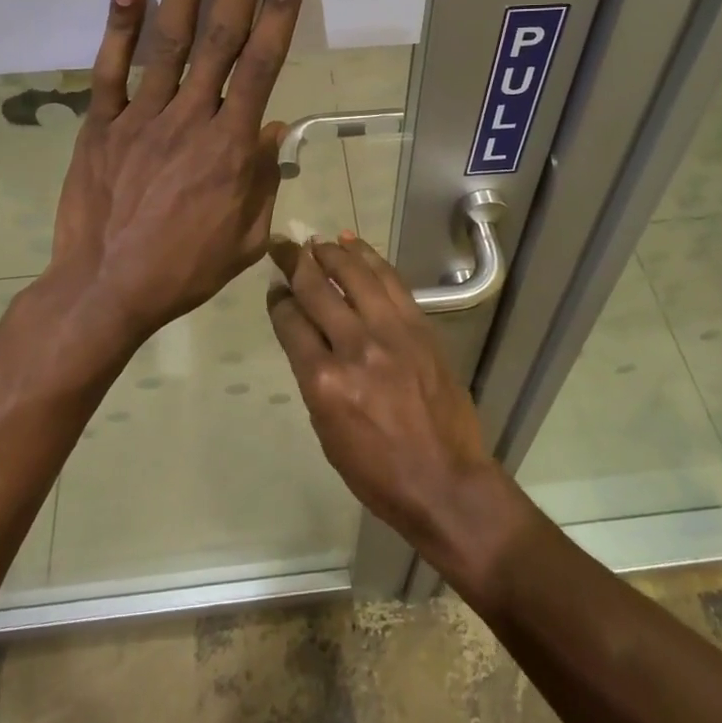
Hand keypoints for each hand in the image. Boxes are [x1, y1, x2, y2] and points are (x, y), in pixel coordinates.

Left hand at [45, 0, 304, 357]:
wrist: (106, 291)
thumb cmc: (186, 269)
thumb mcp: (247, 237)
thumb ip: (264, 178)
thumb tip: (276, 127)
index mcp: (232, 145)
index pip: (263, 61)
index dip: (278, 3)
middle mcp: (191, 117)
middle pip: (221, 32)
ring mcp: (141, 117)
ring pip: (169, 39)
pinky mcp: (100, 125)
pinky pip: (111, 70)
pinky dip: (120, 25)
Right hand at [266, 235, 517, 573]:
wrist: (446, 481)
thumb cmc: (377, 471)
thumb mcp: (327, 432)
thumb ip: (314, 377)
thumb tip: (304, 337)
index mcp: (324, 381)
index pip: (291, 322)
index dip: (279, 300)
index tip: (275, 288)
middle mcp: (355, 347)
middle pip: (317, 289)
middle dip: (295, 262)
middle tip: (282, 245)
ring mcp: (392, 333)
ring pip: (355, 275)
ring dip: (332, 252)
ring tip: (317, 241)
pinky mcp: (420, 327)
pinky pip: (390, 282)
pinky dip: (370, 259)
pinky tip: (355, 246)